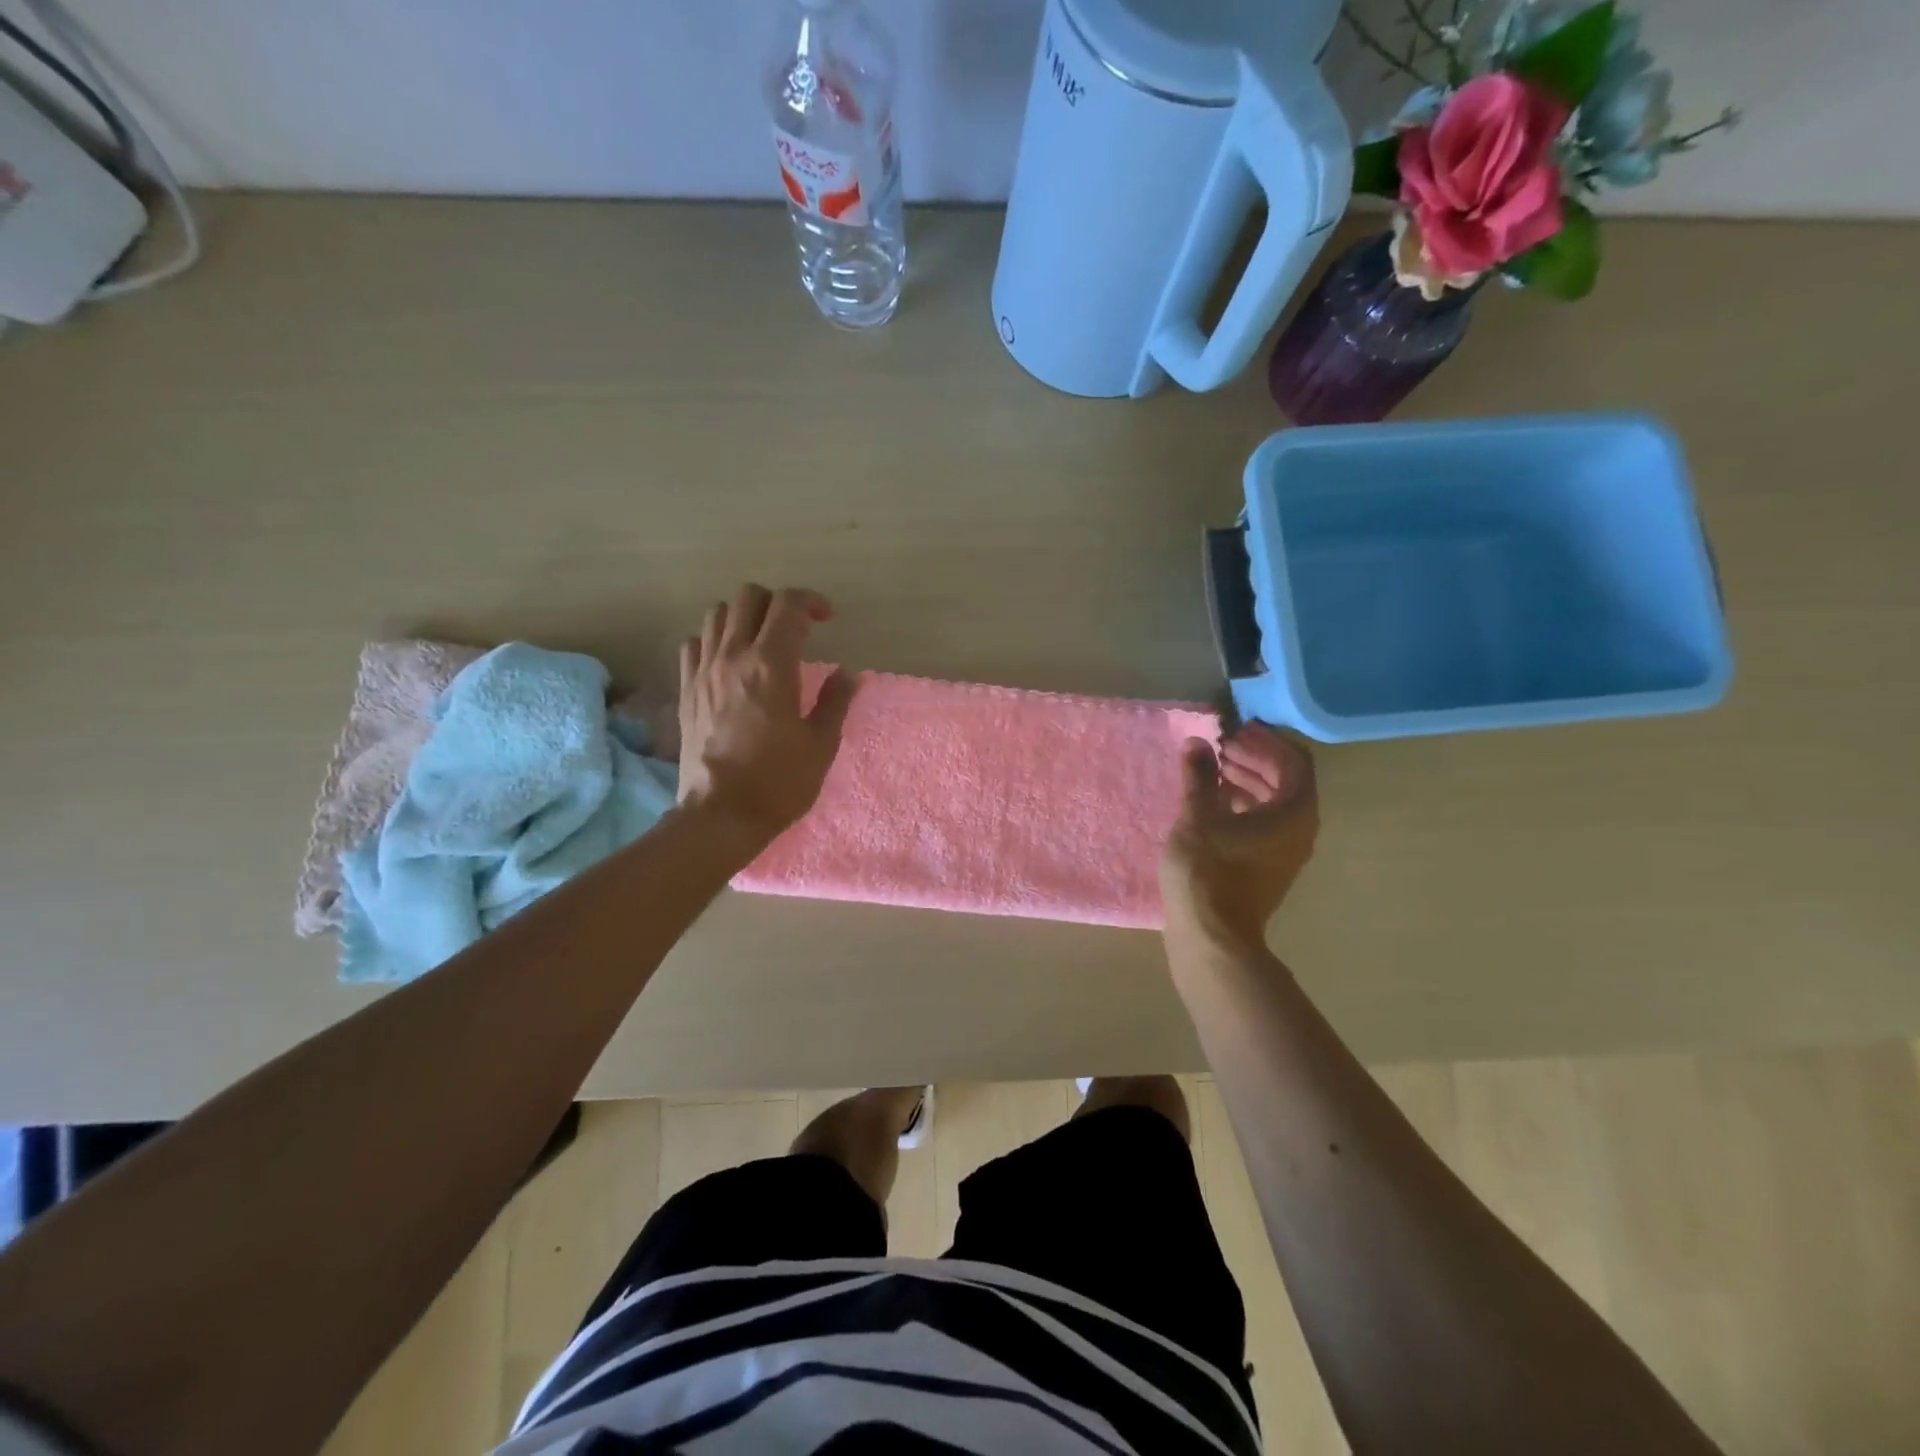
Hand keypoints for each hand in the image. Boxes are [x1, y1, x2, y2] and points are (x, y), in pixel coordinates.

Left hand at [677, 584, 855, 845]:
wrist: (720, 815)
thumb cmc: (779, 781)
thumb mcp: (821, 744)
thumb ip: (835, 701)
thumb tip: (848, 673)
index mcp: (772, 665)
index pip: (788, 605)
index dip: (812, 601)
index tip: (827, 618)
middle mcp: (733, 656)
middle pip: (749, 597)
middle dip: (777, 602)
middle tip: (796, 627)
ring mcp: (703, 671)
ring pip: (717, 614)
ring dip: (744, 617)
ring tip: (761, 641)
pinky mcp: (686, 690)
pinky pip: (694, 643)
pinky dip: (714, 640)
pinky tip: (729, 662)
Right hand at [1160, 723, 1319, 951]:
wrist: (1212, 937)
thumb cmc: (1208, 871)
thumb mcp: (1198, 816)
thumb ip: (1199, 776)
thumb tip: (1197, 743)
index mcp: (1294, 812)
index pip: (1294, 761)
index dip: (1266, 741)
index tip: (1236, 730)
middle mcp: (1300, 830)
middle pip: (1286, 781)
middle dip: (1256, 759)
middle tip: (1222, 746)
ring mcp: (1286, 851)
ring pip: (1274, 804)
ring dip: (1248, 781)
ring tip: (1214, 769)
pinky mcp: (1268, 867)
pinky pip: (1265, 824)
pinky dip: (1244, 806)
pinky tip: (1213, 803)